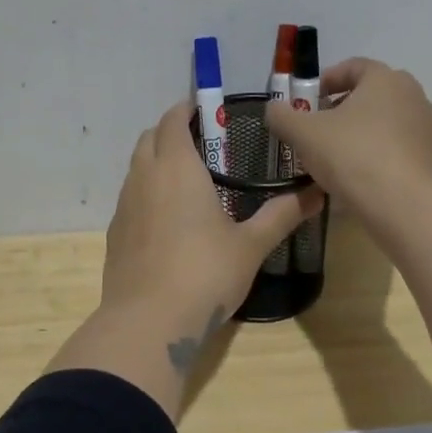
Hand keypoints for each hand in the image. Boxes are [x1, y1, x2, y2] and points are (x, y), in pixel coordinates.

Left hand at [101, 99, 324, 327]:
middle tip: (202, 145)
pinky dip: (147, 193)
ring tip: (188, 181)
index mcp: (177, 168)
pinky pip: (131, 197)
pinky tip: (168, 220)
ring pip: (136, 167)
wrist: (148, 322)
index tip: (206, 111)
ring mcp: (124, 205)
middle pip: (149, 138)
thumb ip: (282, 215)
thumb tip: (316, 193)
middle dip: (170, 132)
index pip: (173, 120)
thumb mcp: (250, 245)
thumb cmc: (204, 273)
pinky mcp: (115, 233)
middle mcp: (145, 177)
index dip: (186, 110)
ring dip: (156, 162)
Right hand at [263, 58, 431, 216]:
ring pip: (386, 121)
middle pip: (371, 93)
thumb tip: (273, 108)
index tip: (309, 102)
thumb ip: (282, 116)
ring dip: (362, 132)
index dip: (326, 81)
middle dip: (343, 107)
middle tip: (319, 128)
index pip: (353, 67)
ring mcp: (427, 128)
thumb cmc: (352, 156)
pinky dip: (379, 154)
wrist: (403, 205)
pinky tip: (360, 176)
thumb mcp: (303, 134)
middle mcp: (412, 96)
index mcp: (385, 79)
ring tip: (337, 156)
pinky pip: (399, 147)